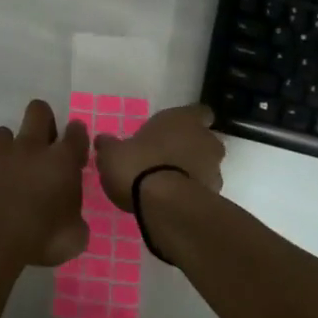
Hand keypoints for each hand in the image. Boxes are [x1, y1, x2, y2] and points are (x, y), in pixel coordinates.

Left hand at [0, 100, 89, 266]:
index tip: (74, 145)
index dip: (76, 135)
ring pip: (2, 134)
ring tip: (7, 174)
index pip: (75, 134)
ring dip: (7, 150)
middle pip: (38, 111)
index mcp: (60, 162)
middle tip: (42, 144)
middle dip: (42, 119)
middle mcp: (28, 148)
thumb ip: (74, 218)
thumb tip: (70, 217)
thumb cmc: (41, 239)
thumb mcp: (74, 236)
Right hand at [92, 104, 224, 211]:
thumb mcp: (112, 153)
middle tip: (167, 157)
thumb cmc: (138, 165)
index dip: (190, 120)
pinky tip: (173, 199)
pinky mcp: (215, 196)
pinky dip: (192, 192)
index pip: (200, 112)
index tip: (177, 129)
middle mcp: (205, 139)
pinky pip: (203, 189)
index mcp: (182, 119)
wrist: (164, 204)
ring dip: (193, 171)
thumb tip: (103, 140)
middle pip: (205, 140)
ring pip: (207, 165)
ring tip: (168, 182)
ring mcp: (214, 169)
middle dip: (191, 147)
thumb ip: (110, 145)